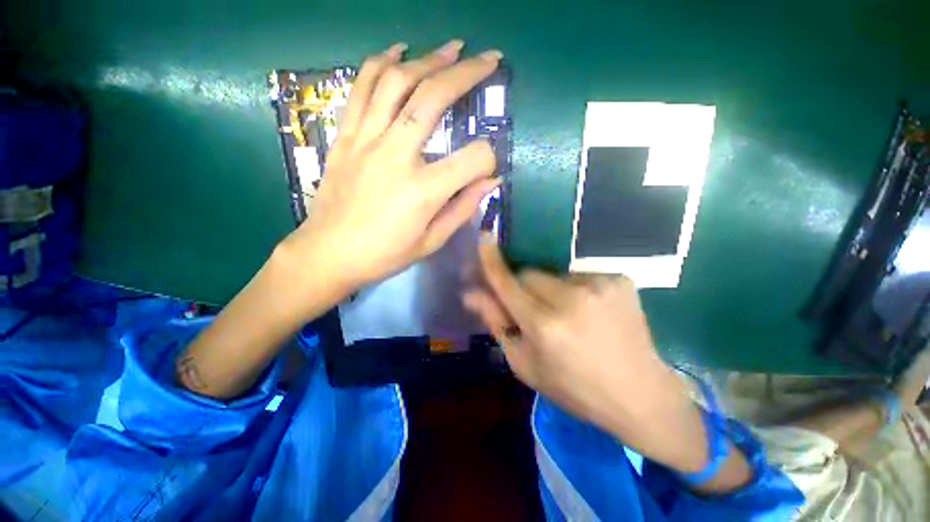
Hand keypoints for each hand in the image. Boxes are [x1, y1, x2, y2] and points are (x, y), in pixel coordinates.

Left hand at [278, 40, 502, 296]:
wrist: (328, 253)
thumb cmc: (384, 254)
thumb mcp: (431, 241)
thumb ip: (463, 208)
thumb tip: (490, 181)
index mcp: (424, 191)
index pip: (473, 158)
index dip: (488, 160)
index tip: (486, 168)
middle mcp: (396, 156)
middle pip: (435, 97)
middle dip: (468, 74)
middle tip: (489, 58)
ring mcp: (366, 140)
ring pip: (398, 82)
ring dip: (429, 58)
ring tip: (451, 48)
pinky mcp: (345, 136)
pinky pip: (361, 87)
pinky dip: (381, 62)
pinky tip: (398, 51)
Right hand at [464, 238, 724, 477]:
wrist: (639, 394)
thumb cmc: (573, 387)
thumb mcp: (525, 364)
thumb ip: (497, 323)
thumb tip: (471, 293)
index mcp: (544, 325)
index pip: (507, 282)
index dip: (491, 260)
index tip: (484, 236)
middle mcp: (570, 298)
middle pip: (529, 273)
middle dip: (523, 287)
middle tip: (533, 310)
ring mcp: (599, 285)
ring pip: (553, 273)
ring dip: (550, 289)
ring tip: (566, 315)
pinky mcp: (619, 279)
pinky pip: (579, 275)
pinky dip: (575, 289)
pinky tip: (589, 311)